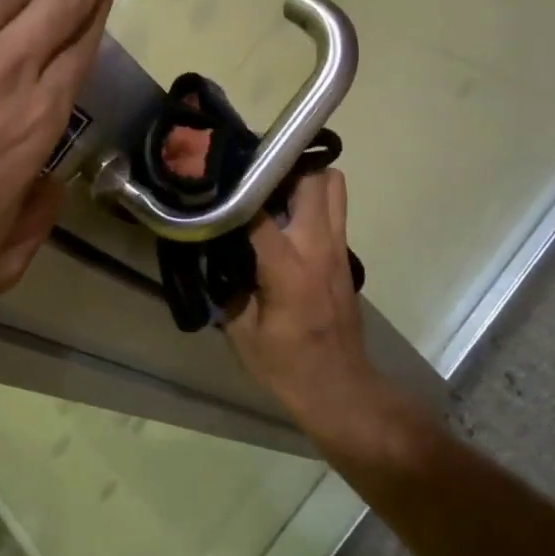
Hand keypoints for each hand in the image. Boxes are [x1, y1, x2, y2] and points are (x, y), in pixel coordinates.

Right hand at [224, 169, 384, 424]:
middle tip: (247, 174)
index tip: (213, 176)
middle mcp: (318, 246)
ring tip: (270, 185)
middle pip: (310, 178)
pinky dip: (313, 196)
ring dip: (303, 176)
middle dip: (278, 167)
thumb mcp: (241, 332)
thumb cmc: (286, 365)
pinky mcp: (344, 253)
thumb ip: (226, 286)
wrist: (340, 388)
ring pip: (332, 184)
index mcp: (289, 269)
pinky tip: (284, 211)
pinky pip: (334, 206)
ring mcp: (337, 247)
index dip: (236, 189)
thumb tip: (210, 252)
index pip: (260, 210)